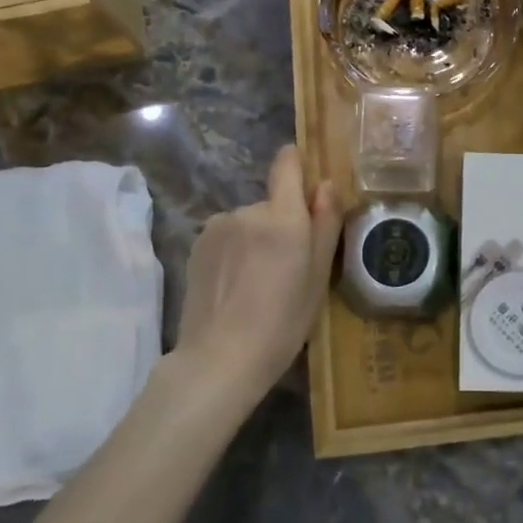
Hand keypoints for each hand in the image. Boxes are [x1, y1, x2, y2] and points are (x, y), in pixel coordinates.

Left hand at [173, 144, 342, 407]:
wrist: (220, 359)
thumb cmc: (283, 322)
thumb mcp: (318, 276)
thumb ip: (325, 223)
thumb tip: (326, 184)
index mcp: (283, 216)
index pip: (286, 164)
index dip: (296, 164)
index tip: (306, 183)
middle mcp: (248, 211)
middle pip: (272, 203)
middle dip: (281, 224)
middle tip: (287, 267)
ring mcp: (217, 227)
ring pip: (248, 222)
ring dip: (255, 240)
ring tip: (258, 283)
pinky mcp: (197, 245)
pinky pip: (226, 237)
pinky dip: (234, 252)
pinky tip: (234, 287)